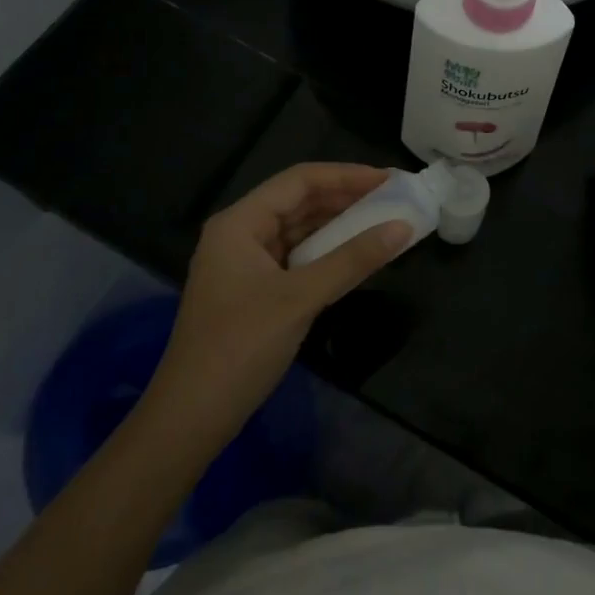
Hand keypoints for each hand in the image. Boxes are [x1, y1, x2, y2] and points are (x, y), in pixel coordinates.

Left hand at [144, 164, 411, 447]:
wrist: (190, 418)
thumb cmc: (240, 347)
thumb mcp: (300, 298)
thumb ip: (352, 260)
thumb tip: (403, 227)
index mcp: (240, 222)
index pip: (299, 180)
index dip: (346, 175)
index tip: (389, 179)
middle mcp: (240, 233)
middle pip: (299, 201)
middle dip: (345, 198)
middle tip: (393, 198)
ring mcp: (245, 263)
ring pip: (299, 230)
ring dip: (338, 225)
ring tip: (383, 221)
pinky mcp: (254, 290)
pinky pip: (297, 257)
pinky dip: (327, 253)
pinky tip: (355, 256)